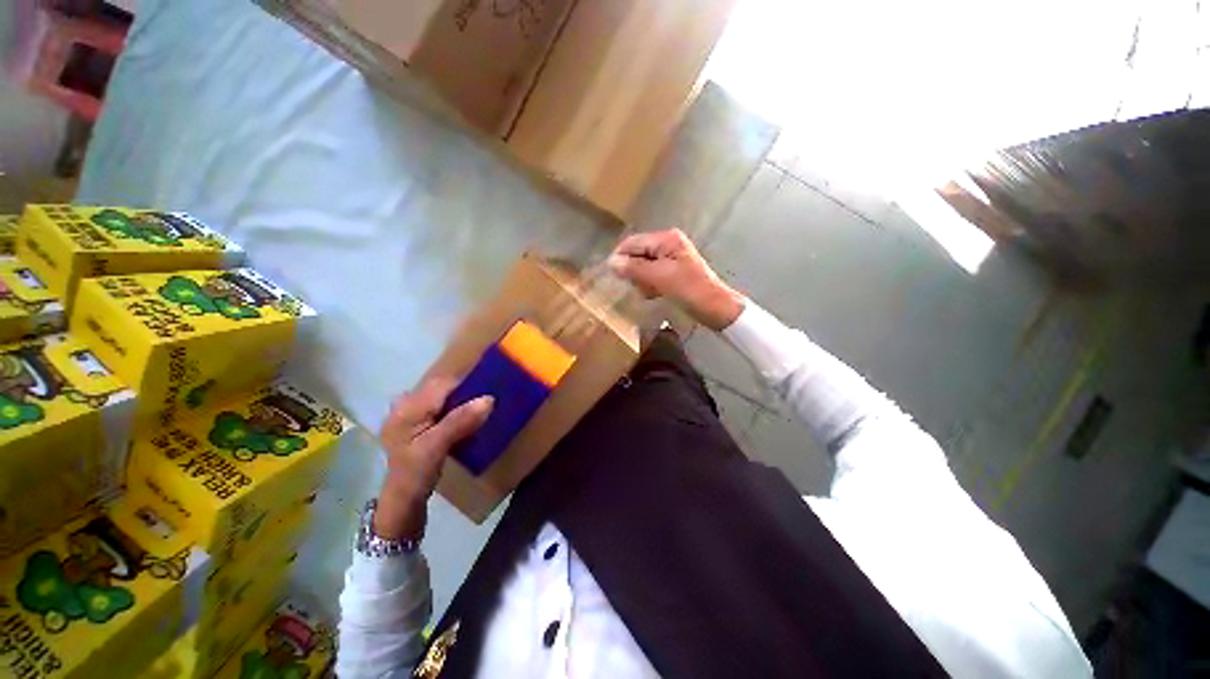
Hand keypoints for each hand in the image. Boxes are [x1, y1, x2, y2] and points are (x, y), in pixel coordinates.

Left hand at [375, 378, 492, 540]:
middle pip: (442, 388)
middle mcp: (406, 405)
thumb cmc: (416, 474)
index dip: (467, 383)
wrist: (402, 501)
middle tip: (488, 403)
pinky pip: (441, 408)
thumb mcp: (437, 447)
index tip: (490, 390)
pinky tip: (466, 421)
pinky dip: (456, 410)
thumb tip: (489, 399)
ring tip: (480, 411)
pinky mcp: (417, 423)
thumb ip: (460, 421)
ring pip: (443, 397)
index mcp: (407, 408)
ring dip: (462, 401)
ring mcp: (410, 414)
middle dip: (465, 392)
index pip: (443, 384)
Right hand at [608, 229, 743, 330]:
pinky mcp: (673, 271)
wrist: (715, 307)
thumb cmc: (689, 290)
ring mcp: (671, 258)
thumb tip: (611, 262)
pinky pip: (652, 275)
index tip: (613, 277)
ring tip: (649, 293)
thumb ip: (634, 268)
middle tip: (638, 287)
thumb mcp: (660, 278)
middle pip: (638, 254)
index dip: (620, 258)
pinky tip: (654, 294)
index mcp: (666, 239)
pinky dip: (650, 285)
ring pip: (643, 266)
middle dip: (634, 272)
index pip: (633, 243)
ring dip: (642, 280)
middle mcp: (668, 243)